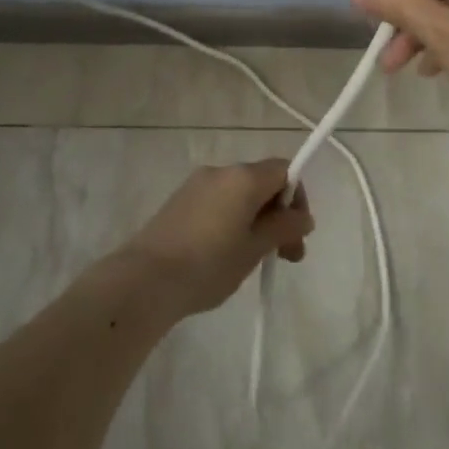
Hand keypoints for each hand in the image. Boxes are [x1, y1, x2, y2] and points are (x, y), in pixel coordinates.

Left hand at [117, 159, 314, 318]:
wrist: (145, 279)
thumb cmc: (209, 264)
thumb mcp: (254, 249)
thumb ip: (283, 228)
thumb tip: (303, 217)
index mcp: (243, 177)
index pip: (284, 170)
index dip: (297, 199)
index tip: (296, 234)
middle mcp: (220, 172)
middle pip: (262, 182)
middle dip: (279, 215)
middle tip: (286, 256)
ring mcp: (196, 185)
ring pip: (239, 195)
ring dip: (256, 220)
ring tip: (254, 260)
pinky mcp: (179, 201)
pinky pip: (217, 203)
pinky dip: (231, 220)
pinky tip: (225, 254)